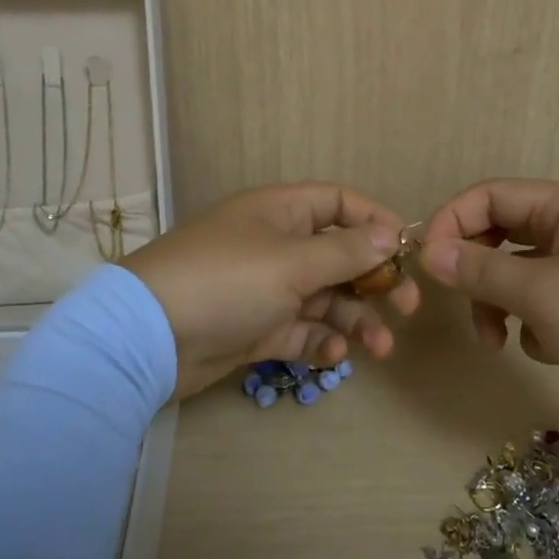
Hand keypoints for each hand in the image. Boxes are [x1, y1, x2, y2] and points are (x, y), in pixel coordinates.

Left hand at [122, 183, 421, 399]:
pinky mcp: (255, 329)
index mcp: (280, 212)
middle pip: (338, 256)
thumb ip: (346, 251)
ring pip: (324, 299)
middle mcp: (275, 245)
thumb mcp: (292, 262)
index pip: (338, 203)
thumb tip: (392, 234)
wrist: (148, 338)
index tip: (409, 251)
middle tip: (407, 308)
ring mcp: (264, 289)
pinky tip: (332, 356)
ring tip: (380, 348)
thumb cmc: (226, 281)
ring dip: (354, 320)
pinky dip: (319, 342)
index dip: (376, 222)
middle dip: (374, 281)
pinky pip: (300, 331)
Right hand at [419, 179, 558, 429]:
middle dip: (475, 271)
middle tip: (462, 307)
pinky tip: (549, 350)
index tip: (427, 265)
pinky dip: (532, 323)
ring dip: (499, 303)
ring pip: (518, 271)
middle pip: (500, 233)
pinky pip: (542, 300)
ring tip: (499, 344)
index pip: (489, 195)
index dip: (451, 223)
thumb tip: (427, 252)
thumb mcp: (541, 295)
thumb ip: (480, 269)